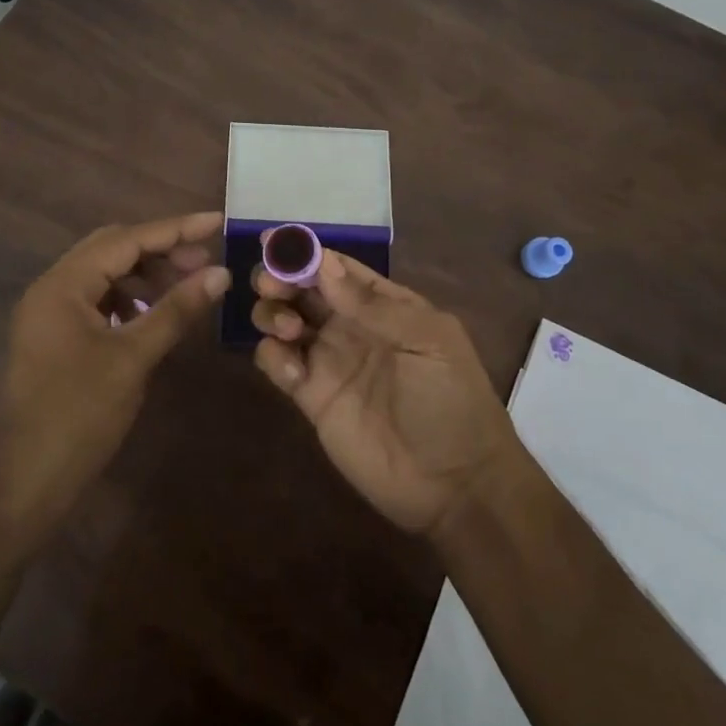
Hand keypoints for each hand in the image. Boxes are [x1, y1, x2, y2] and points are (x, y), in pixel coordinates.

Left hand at [0, 212, 229, 548]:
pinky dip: (130, 299)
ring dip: (146, 274)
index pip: (126, 239)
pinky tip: (154, 314)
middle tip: (204, 261)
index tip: (216, 221)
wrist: (22, 486)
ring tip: (186, 287)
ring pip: (105, 274)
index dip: (174, 229)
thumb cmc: (77, 416)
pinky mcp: (56, 338)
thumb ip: (175, 310)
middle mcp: (52, 288)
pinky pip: (98, 300)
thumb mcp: (132, 358)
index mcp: (63, 284)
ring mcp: (51, 314)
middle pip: (113, 248)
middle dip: (160, 249)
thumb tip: (220, 273)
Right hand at [252, 252, 520, 534]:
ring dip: (272, 312)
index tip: (272, 241)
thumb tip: (324, 263)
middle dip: (280, 276)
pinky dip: (273, 357)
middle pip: (302, 288)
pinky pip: (277, 362)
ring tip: (287, 328)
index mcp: (382, 304)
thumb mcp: (426, 342)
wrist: (454, 485)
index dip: (304, 251)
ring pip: (282, 319)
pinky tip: (294, 372)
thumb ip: (374, 305)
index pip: (336, 267)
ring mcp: (328, 360)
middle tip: (271, 284)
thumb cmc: (450, 400)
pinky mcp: (311, 396)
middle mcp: (349, 325)